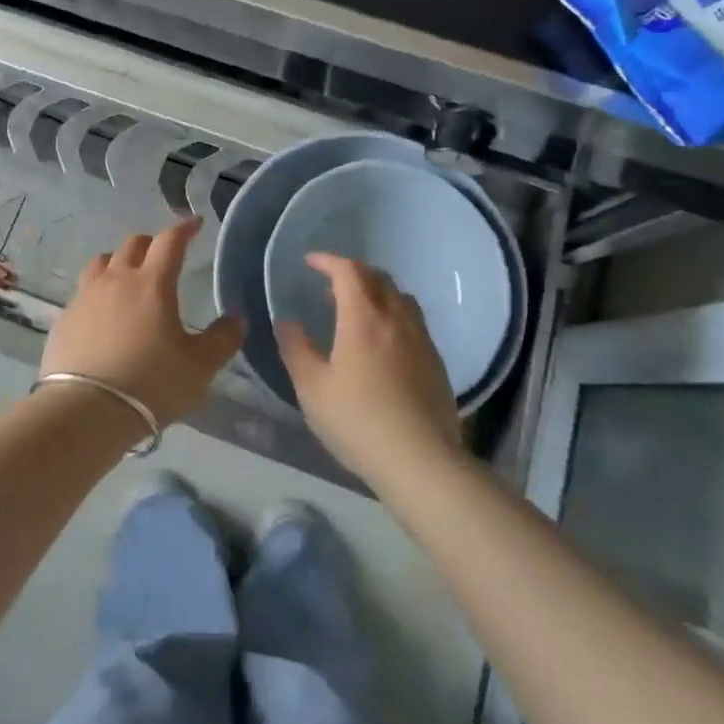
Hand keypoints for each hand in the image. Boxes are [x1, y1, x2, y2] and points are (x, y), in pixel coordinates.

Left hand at [40, 220, 242, 426]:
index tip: (195, 224)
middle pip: (133, 244)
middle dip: (152, 243)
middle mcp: (117, 280)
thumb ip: (222, 339)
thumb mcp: (200, 367)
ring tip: (128, 277)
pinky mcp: (65, 318)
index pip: (170, 241)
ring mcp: (86, 297)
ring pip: (103, 262)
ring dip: (119, 261)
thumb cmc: (151, 383)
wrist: (85, 410)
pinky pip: (84, 292)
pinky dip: (98, 292)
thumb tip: (236, 319)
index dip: (184, 229)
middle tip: (164, 255)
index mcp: (152, 283)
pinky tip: (103, 313)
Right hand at [276, 253, 463, 482]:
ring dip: (376, 292)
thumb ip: (296, 348)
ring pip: (400, 297)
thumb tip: (287, 321)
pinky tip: (383, 344)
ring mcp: (421, 339)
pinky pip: (413, 322)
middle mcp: (396, 319)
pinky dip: (393, 316)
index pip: (348, 271)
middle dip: (352, 273)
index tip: (310, 263)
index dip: (328, 260)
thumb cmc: (358, 421)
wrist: (422, 462)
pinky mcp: (436, 362)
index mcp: (363, 318)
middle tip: (330, 286)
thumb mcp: (312, 388)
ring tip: (357, 311)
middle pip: (378, 278)